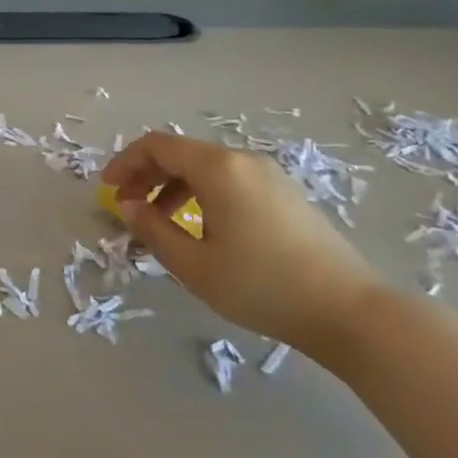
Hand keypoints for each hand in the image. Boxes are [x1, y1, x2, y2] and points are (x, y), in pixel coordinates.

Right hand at [103, 133, 382, 352]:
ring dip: (173, 187)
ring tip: (159, 222)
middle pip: (181, 153)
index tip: (107, 189)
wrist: (350, 311)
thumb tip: (127, 206)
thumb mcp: (195, 266)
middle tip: (127, 206)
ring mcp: (268, 174)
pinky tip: (201, 228)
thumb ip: (153, 230)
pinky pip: (230, 180)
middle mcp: (242, 159)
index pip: (157, 146)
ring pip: (206, 168)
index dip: (126, 162)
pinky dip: (202, 194)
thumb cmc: (263, 287)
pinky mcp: (285, 193)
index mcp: (217, 167)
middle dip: (147, 175)